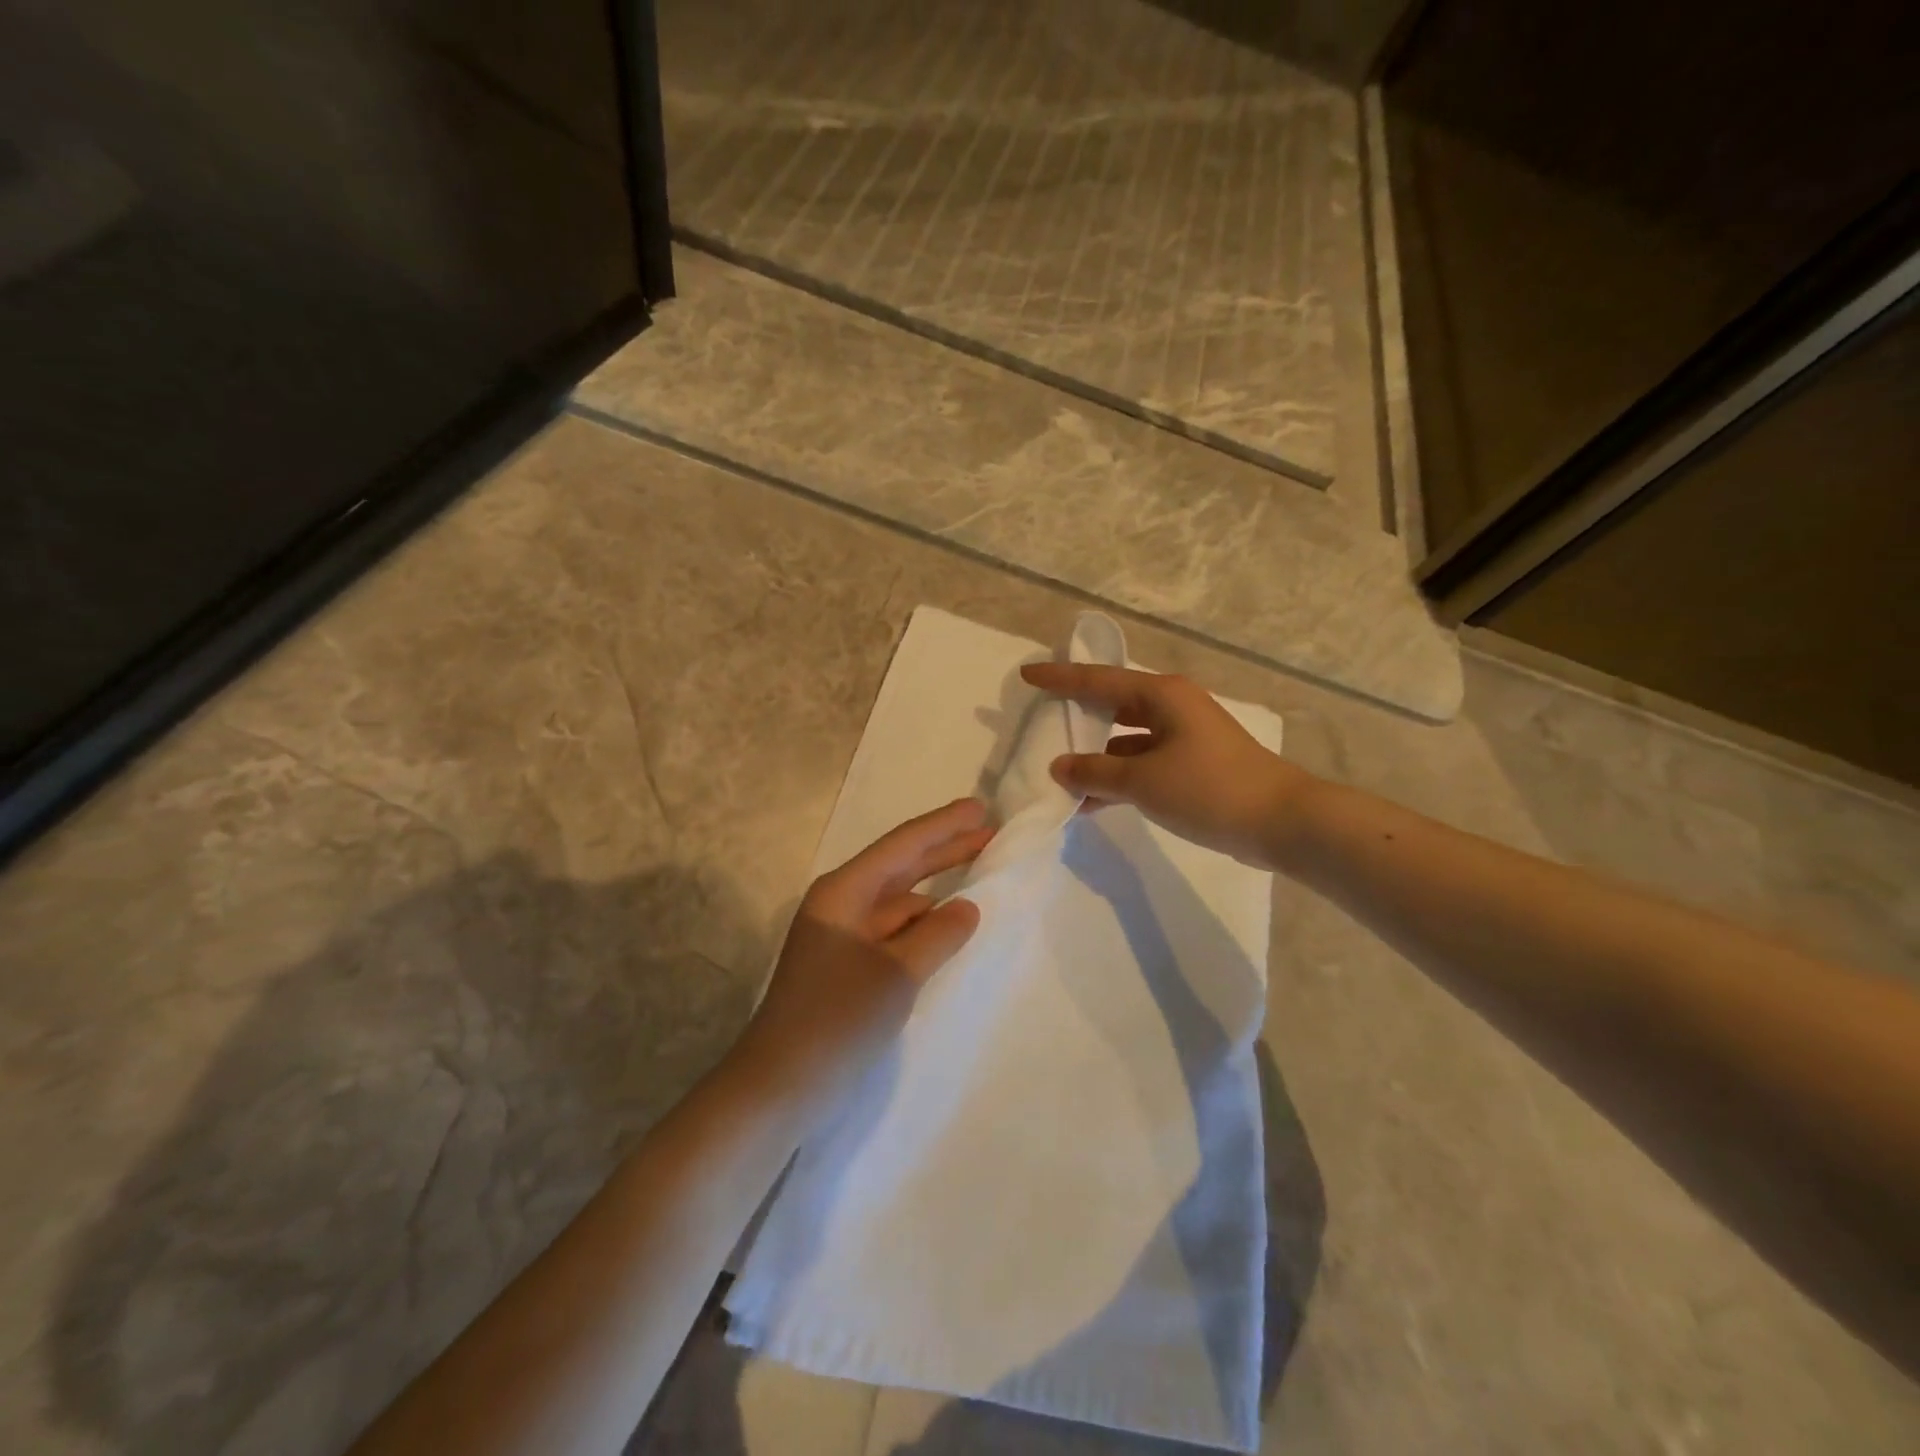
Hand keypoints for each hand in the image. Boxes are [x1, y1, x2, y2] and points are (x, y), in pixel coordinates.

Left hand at [730, 798, 993, 1118]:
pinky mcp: (847, 968)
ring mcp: (842, 937)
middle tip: (989, 833)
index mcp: (844, 891)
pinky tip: (948, 930)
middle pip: (901, 866)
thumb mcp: (898, 973)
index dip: (944, 825)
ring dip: (936, 890)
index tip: (980, 807)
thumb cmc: (837, 1018)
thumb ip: (939, 934)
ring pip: (899, 902)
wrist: (778, 1087)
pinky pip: (894, 933)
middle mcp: (841, 904)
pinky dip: (923, 927)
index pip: (903, 845)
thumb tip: (967, 907)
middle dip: (944, 850)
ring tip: (978, 879)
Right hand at [1021, 662, 1310, 867]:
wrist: (1281, 822)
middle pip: (1112, 704)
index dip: (1059, 678)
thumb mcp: (1143, 781)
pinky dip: (1118, 777)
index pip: (1098, 680)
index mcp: (1161, 694)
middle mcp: (1172, 706)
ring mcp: (1184, 736)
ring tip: (1059, 773)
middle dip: (1078, 716)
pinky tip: (1092, 802)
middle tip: (1042, 722)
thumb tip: (1059, 767)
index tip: (1027, 674)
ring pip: (1126, 738)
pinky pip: (1142, 762)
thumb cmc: (1208, 788)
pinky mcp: (1192, 764)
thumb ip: (1095, 772)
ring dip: (1096, 756)